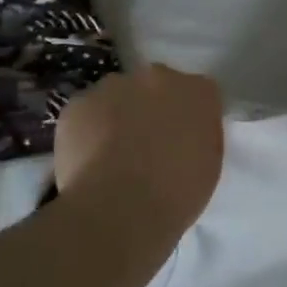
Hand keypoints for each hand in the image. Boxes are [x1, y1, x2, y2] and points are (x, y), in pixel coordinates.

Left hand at [54, 66, 224, 239]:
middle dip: (152, 108)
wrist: (119, 210)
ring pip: (118, 96)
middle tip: (147, 145)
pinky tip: (89, 160)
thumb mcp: (209, 163)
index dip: (187, 117)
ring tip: (113, 154)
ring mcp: (115, 86)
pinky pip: (86, 113)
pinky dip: (87, 130)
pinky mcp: (78, 103)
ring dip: (118, 115)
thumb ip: (198, 135)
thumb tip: (181, 134)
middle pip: (156, 86)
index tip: (182, 140)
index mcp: (199, 91)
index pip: (198, 94)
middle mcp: (158, 77)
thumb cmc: (176, 194)